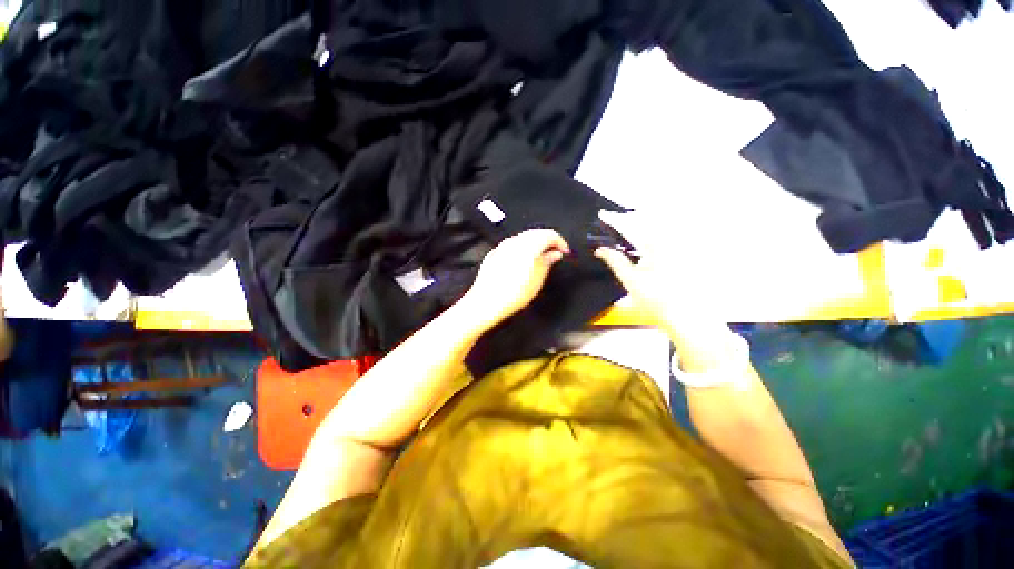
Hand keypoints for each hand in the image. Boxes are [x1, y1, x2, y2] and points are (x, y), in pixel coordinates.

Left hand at [458, 229, 569, 329]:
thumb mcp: (538, 280)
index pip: (549, 234)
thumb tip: (555, 254)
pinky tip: (523, 261)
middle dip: (548, 241)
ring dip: (535, 244)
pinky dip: (522, 248)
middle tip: (555, 253)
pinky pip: (512, 245)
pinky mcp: (494, 253)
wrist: (486, 302)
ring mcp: (502, 246)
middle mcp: (515, 241)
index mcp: (528, 245)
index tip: (564, 251)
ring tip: (541, 258)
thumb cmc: (513, 293)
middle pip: (536, 233)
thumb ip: (548, 262)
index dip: (560, 242)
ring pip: (523, 238)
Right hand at [594, 211, 729, 342]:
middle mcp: (668, 240)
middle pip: (646, 219)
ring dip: (641, 221)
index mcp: (654, 246)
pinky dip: (652, 230)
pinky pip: (666, 233)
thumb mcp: (631, 280)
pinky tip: (645, 238)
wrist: (687, 314)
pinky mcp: (684, 251)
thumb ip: (615, 261)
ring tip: (627, 224)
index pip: (630, 226)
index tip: (603, 214)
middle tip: (614, 219)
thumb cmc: (656, 299)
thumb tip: (601, 250)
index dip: (614, 219)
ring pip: (657, 224)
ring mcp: (679, 244)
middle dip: (628, 217)